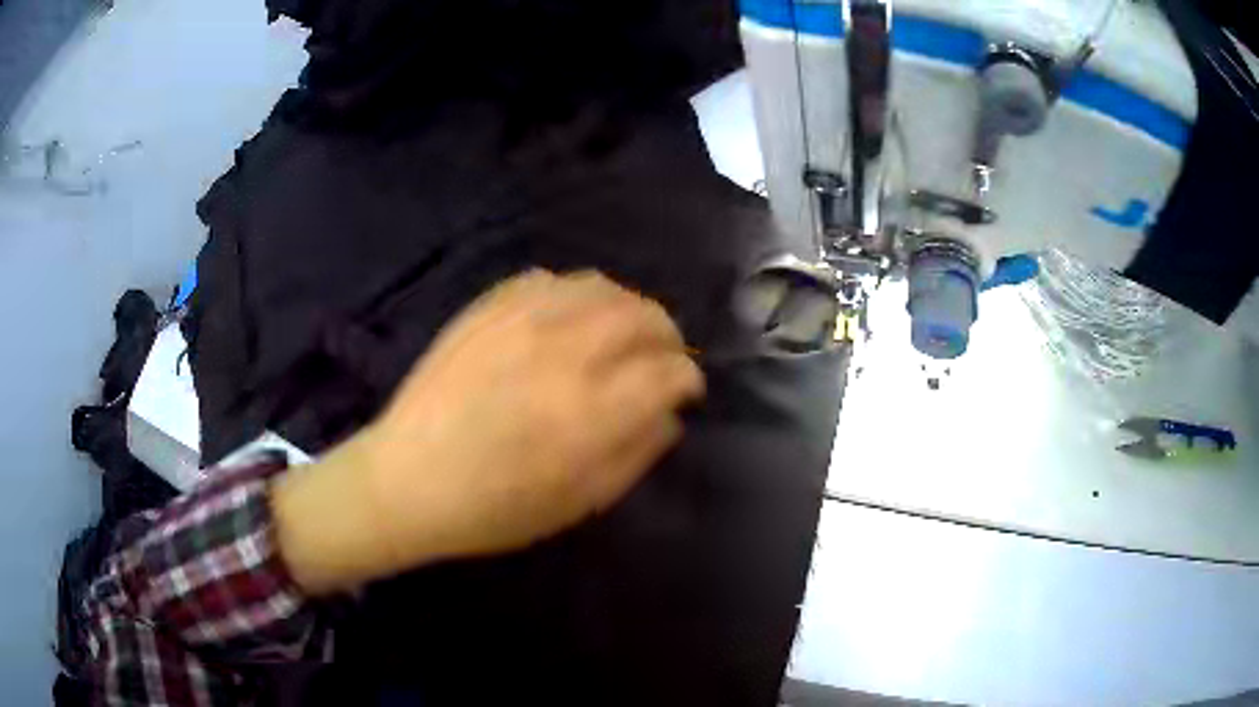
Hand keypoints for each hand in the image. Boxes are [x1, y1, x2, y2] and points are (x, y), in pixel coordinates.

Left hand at [273, 270, 704, 593]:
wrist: (408, 479)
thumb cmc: (495, 508)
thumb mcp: (579, 502)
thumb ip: (636, 453)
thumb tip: (670, 414)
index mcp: (591, 413)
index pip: (669, 371)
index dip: (686, 379)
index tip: (684, 390)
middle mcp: (564, 353)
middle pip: (644, 316)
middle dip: (667, 335)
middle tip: (661, 358)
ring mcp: (521, 321)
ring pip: (601, 287)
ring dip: (626, 308)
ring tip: (621, 334)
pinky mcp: (488, 308)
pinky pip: (550, 280)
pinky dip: (575, 295)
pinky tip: (570, 319)